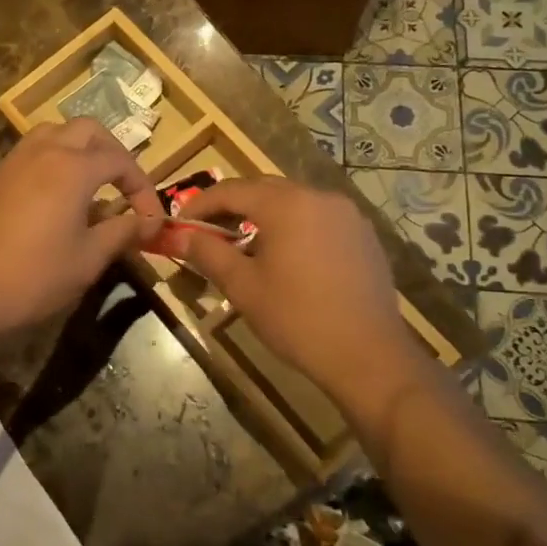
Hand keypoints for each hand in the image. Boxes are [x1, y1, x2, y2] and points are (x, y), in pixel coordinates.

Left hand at [0, 119, 163, 341]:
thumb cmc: (37, 276)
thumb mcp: (89, 258)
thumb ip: (122, 232)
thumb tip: (148, 223)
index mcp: (72, 167)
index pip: (120, 160)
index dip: (142, 186)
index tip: (150, 217)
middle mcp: (43, 152)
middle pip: (87, 130)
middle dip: (112, 152)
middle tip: (123, 185)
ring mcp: (13, 162)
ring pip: (53, 133)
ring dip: (78, 148)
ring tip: (90, 182)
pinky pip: (30, 152)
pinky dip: (51, 161)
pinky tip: (54, 197)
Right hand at [168, 178, 426, 411]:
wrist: (368, 356)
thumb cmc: (297, 318)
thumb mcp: (243, 286)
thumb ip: (207, 253)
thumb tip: (178, 236)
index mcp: (287, 204)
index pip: (231, 190)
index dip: (200, 205)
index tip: (180, 224)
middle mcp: (319, 197)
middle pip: (263, 190)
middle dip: (231, 207)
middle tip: (206, 232)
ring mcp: (347, 215)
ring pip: (292, 203)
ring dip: (263, 216)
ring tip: (243, 246)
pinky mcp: (363, 236)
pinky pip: (317, 219)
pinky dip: (293, 227)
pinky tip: (284, 258)